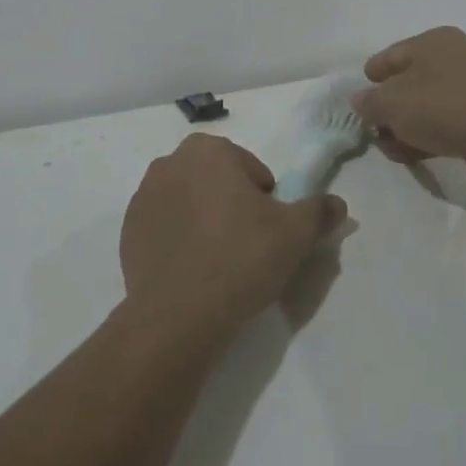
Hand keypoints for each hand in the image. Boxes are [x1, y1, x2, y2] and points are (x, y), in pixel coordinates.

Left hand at [119, 134, 345, 349]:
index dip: (266, 201)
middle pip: (218, 182)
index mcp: (209, 150)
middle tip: (246, 247)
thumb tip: (338, 204)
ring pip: (190, 202)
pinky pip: (165, 227)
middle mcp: (170, 162)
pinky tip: (191, 271)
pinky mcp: (127, 230)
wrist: (178, 315)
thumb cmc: (241, 259)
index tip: (266, 232)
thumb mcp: (295, 234)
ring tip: (218, 262)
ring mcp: (143, 196)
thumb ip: (319, 211)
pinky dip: (179, 240)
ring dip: (204, 220)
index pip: (252, 170)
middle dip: (232, 206)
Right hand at [350, 26, 465, 177]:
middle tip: (373, 128)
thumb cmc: (441, 107)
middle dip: (387, 108)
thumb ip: (369, 102)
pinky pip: (443, 122)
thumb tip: (359, 101)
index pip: (390, 55)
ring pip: (425, 105)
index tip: (359, 96)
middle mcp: (452, 57)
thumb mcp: (392, 104)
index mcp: (432, 41)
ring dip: (405, 126)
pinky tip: (412, 154)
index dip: (372, 75)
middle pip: (407, 82)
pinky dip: (426, 135)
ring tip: (391, 148)